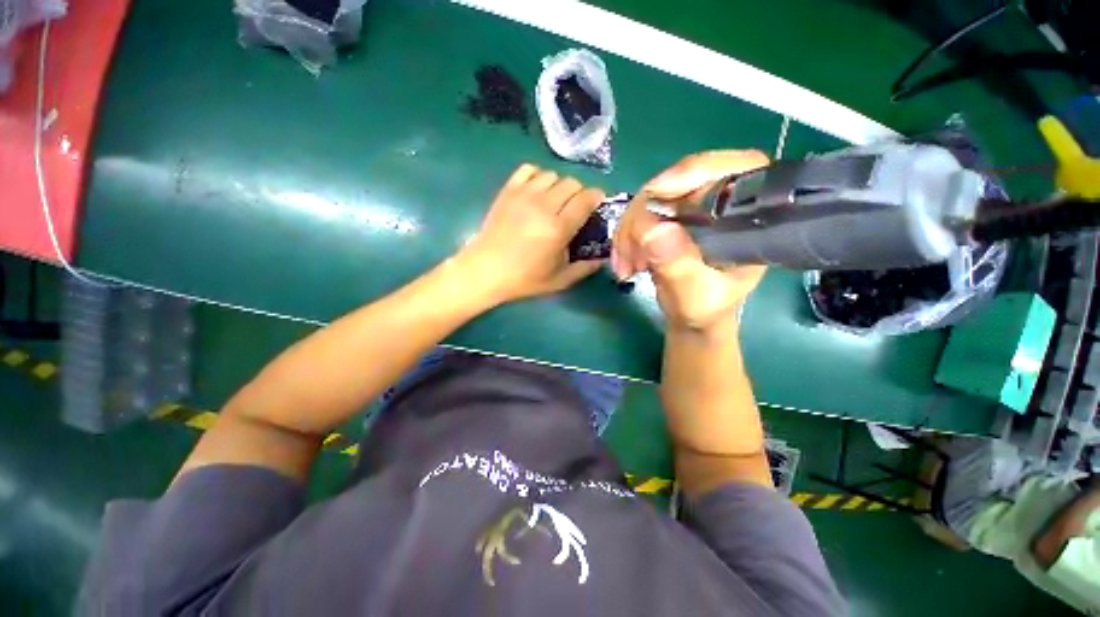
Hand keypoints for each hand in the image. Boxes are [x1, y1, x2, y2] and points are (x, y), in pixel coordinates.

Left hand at [459, 164, 604, 304]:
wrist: (484, 270)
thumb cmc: (523, 278)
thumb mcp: (559, 280)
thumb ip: (584, 268)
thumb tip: (602, 258)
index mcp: (558, 228)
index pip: (586, 199)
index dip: (596, 197)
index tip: (596, 204)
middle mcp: (543, 206)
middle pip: (572, 183)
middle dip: (578, 192)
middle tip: (574, 206)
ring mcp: (523, 195)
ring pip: (552, 174)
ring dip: (558, 185)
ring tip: (553, 199)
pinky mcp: (508, 190)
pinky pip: (529, 169)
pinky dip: (537, 175)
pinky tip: (536, 190)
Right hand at [612, 150, 770, 331]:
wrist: (694, 319)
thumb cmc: (707, 310)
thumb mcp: (696, 298)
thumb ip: (679, 268)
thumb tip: (653, 227)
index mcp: (753, 216)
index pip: (743, 166)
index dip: (704, 167)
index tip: (663, 190)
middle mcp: (730, 199)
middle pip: (690, 174)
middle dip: (652, 205)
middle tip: (632, 246)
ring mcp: (702, 199)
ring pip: (661, 187)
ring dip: (634, 222)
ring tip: (627, 264)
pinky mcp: (678, 205)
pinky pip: (646, 201)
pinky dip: (630, 227)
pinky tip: (625, 258)